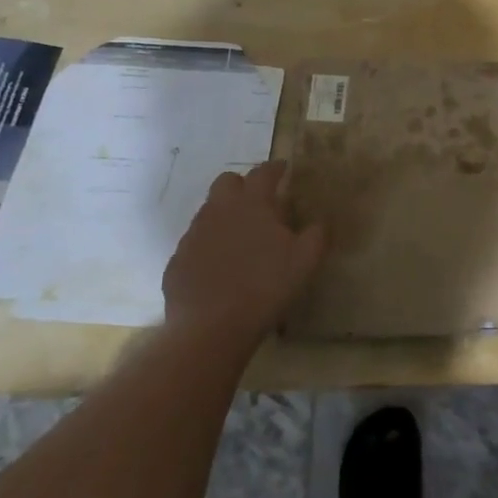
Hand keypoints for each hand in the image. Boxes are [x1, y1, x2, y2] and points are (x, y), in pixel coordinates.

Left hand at [162, 161, 326, 347]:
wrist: (210, 329)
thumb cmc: (265, 287)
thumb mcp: (306, 261)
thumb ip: (316, 235)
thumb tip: (320, 222)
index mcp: (251, 204)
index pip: (263, 173)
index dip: (275, 168)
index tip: (283, 169)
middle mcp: (218, 211)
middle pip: (226, 182)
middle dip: (242, 185)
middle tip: (259, 202)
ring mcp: (193, 235)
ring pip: (208, 212)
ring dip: (224, 216)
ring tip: (240, 239)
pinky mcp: (177, 261)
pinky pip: (195, 244)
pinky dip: (208, 248)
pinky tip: (219, 269)